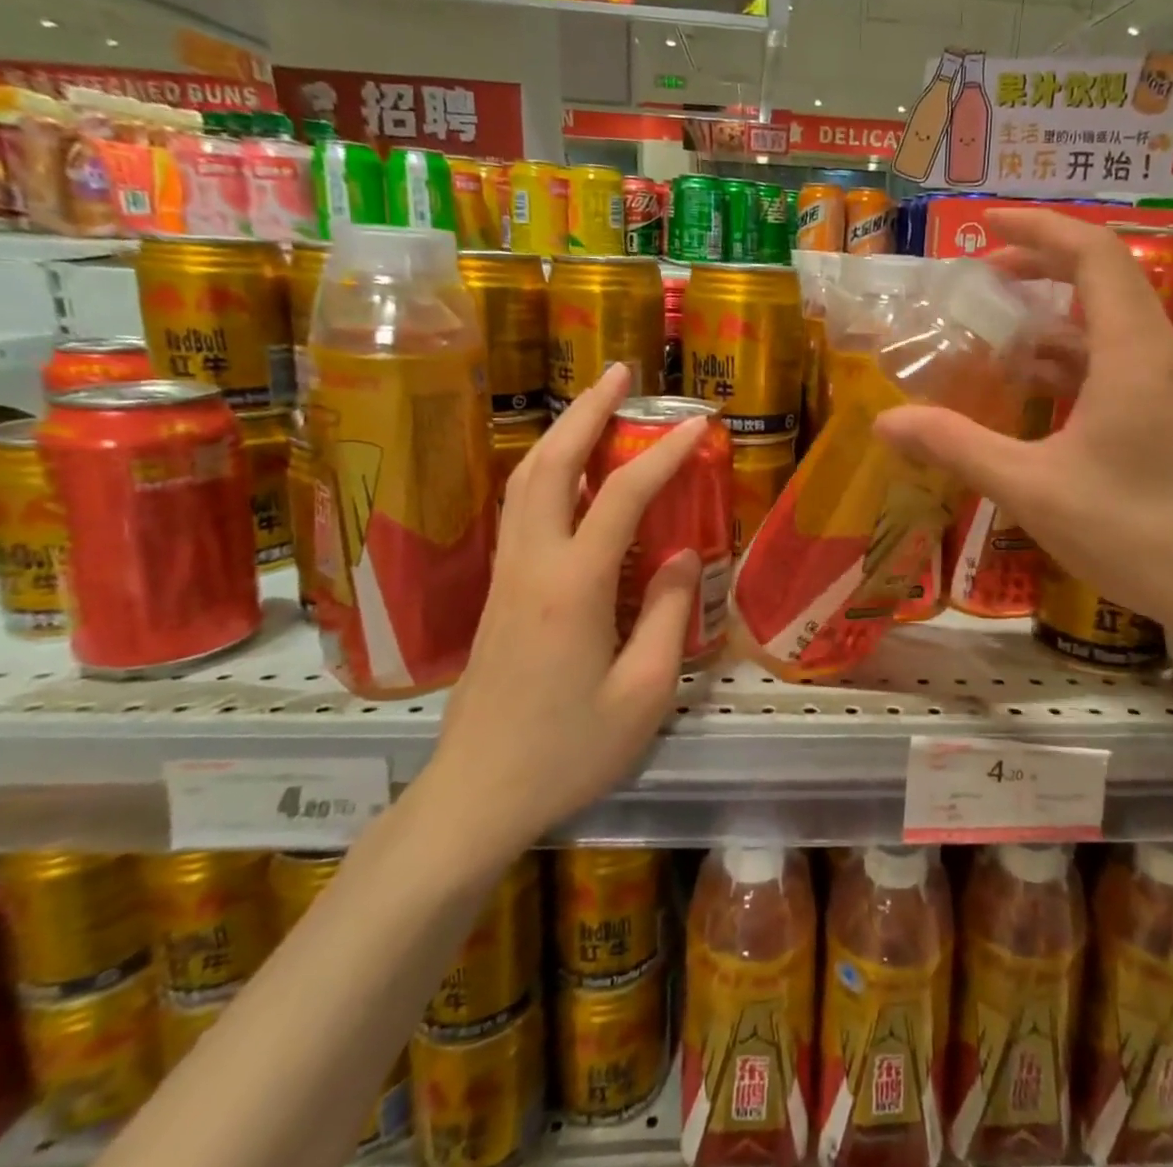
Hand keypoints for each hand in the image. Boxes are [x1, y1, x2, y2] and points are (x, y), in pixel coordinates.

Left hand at [426, 363, 706, 864]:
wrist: (475, 797)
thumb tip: (683, 553)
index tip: (696, 424)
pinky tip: (566, 471)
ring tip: (595, 405)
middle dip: (586, 411)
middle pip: (550, 465)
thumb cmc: (568, 752)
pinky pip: (519, 509)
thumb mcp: (644, 693)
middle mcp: (531, 565)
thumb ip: (669, 614)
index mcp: (572, 587)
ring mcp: (506, 576)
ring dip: (560, 433)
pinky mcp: (497, 592)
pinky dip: (545, 470)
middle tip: (620, 374)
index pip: (620, 497)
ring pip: (524, 481)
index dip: (662, 455)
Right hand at [875, 209, 1172, 637]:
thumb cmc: (1136, 532)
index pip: (1094, 256)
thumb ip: (957, 448)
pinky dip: (1071, 361)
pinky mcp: (1169, 421)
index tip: (988, 225)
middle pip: (1105, 280)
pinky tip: (1036, 392)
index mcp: (1131, 353)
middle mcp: (1156, 357)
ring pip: (1110, 327)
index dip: (1041, 229)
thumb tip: (887, 422)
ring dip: (1055, 318)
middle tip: (985, 274)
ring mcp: (1168, 391)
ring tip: (998, 330)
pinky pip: (1115, 367)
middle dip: (1043, 266)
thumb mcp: (1032, 488)